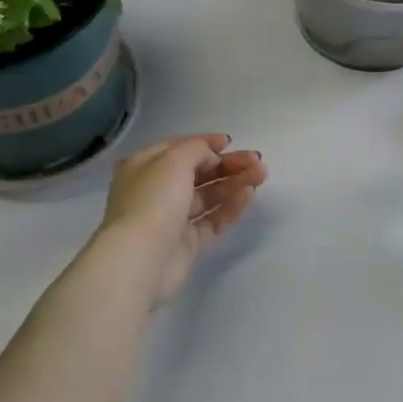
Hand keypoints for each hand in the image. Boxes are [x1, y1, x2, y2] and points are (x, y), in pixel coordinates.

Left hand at [95, 135, 267, 306]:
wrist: (141, 259)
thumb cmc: (154, 200)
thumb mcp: (175, 160)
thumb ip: (197, 150)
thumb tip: (211, 158)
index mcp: (143, 166)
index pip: (178, 148)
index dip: (205, 144)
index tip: (231, 142)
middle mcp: (155, 190)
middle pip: (197, 172)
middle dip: (227, 164)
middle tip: (257, 160)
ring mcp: (171, 219)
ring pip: (207, 196)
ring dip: (234, 183)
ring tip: (261, 175)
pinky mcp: (186, 244)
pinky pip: (212, 220)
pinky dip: (230, 207)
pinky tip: (248, 195)